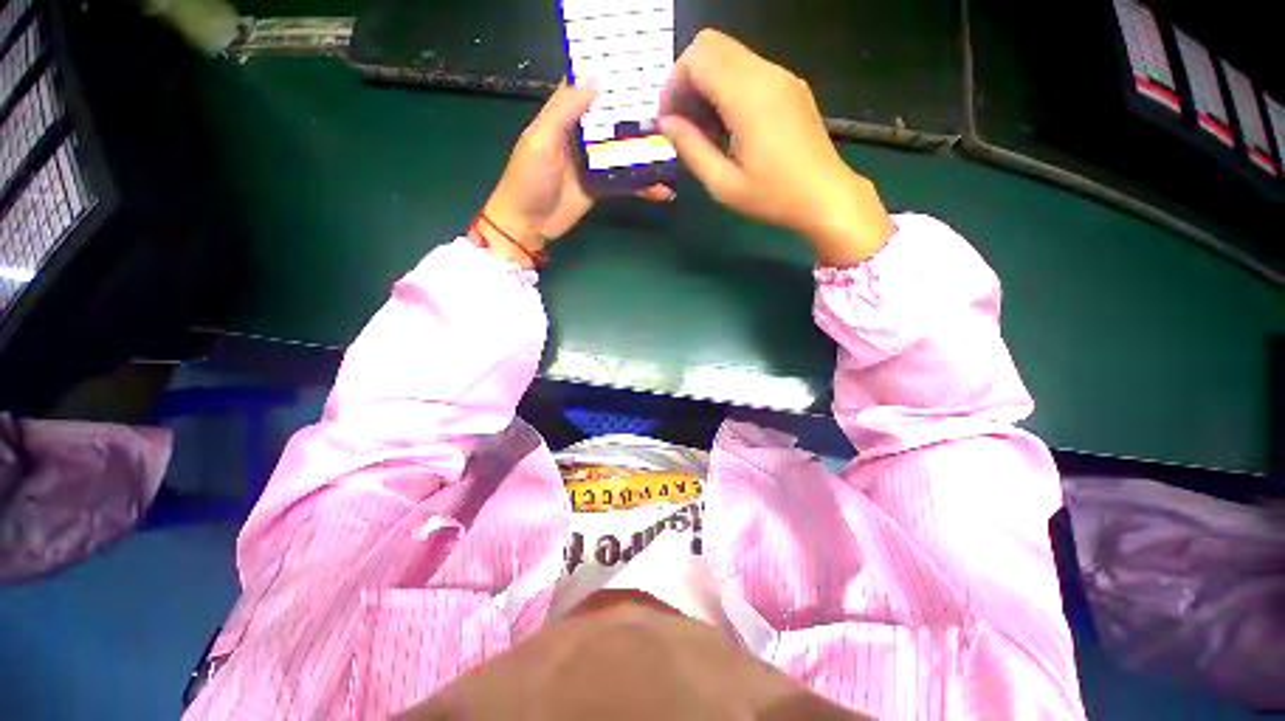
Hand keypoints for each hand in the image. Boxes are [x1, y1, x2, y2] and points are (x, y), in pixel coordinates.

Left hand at [478, 81, 673, 268]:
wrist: (528, 224)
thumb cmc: (528, 178)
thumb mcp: (542, 139)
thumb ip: (566, 110)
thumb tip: (597, 79)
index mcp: (562, 117)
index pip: (585, 88)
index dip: (606, 74)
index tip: (634, 64)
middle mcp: (580, 136)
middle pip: (611, 119)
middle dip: (635, 111)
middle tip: (668, 101)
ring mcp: (592, 164)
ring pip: (623, 150)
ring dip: (645, 150)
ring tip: (674, 144)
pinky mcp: (601, 188)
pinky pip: (626, 184)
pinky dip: (643, 188)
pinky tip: (664, 190)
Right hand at [659, 30, 893, 266]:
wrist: (826, 196)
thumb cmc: (773, 197)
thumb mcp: (723, 184)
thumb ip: (691, 149)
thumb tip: (667, 124)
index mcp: (747, 96)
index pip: (697, 58)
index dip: (674, 84)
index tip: (669, 121)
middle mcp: (765, 73)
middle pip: (711, 45)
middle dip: (687, 79)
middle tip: (684, 123)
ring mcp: (782, 76)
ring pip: (729, 55)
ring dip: (707, 84)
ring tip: (706, 131)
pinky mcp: (790, 86)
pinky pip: (748, 69)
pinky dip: (728, 88)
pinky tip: (729, 127)